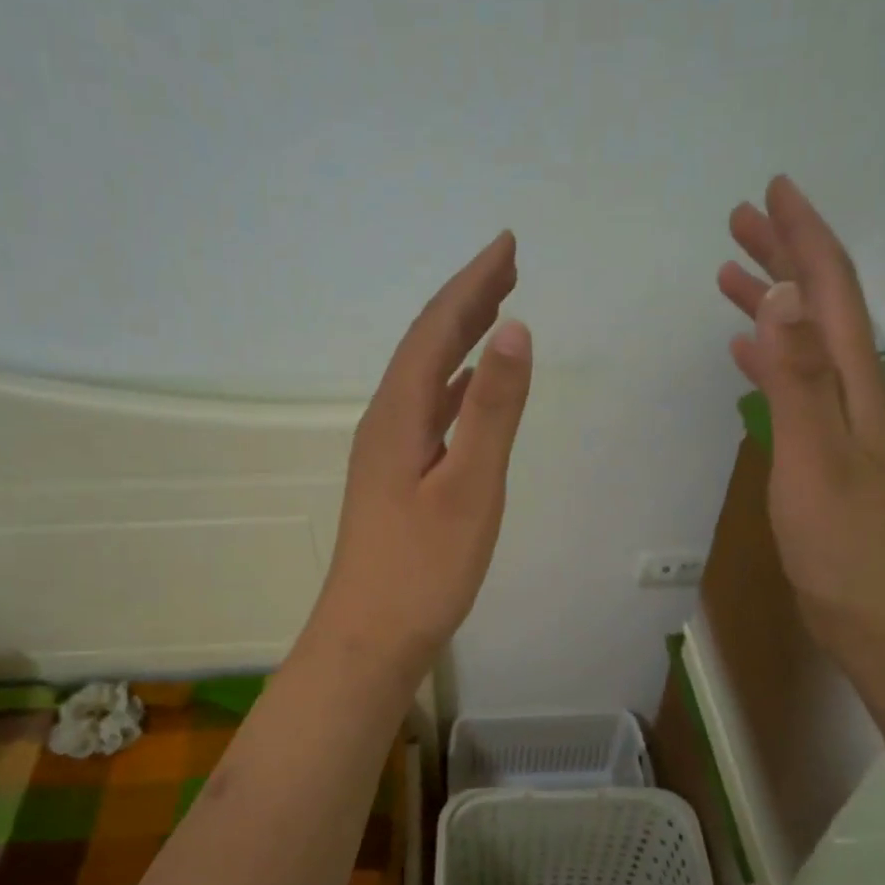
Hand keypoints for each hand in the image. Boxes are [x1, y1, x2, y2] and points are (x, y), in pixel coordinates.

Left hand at [313, 232, 532, 671]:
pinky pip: (428, 412)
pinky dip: (454, 387)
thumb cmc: (423, 570)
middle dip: (467, 301)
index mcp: (398, 415)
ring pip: (426, 378)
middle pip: (427, 346)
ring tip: (495, 311)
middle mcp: (385, 423)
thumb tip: (514, 330)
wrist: (370, 638)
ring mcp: (387, 453)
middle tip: (508, 264)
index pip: (436, 330)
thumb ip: (492, 410)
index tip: (508, 246)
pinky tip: (467, 390)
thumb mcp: (469, 488)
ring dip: (460, 340)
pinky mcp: (396, 480)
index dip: (472, 284)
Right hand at [717, 176, 884, 656]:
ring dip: (773, 303)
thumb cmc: (845, 543)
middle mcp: (852, 390)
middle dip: (785, 256)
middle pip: (820, 307)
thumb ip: (797, 378)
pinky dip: (768, 357)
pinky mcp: (822, 453)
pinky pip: (792, 385)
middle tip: (741, 221)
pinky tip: (745, 354)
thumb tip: (783, 296)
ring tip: (731, 276)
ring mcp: (839, 423)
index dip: (804, 237)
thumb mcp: (815, 457)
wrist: (879, 615)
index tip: (774, 190)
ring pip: (803, 343)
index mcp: (855, 382)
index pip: (830, 290)